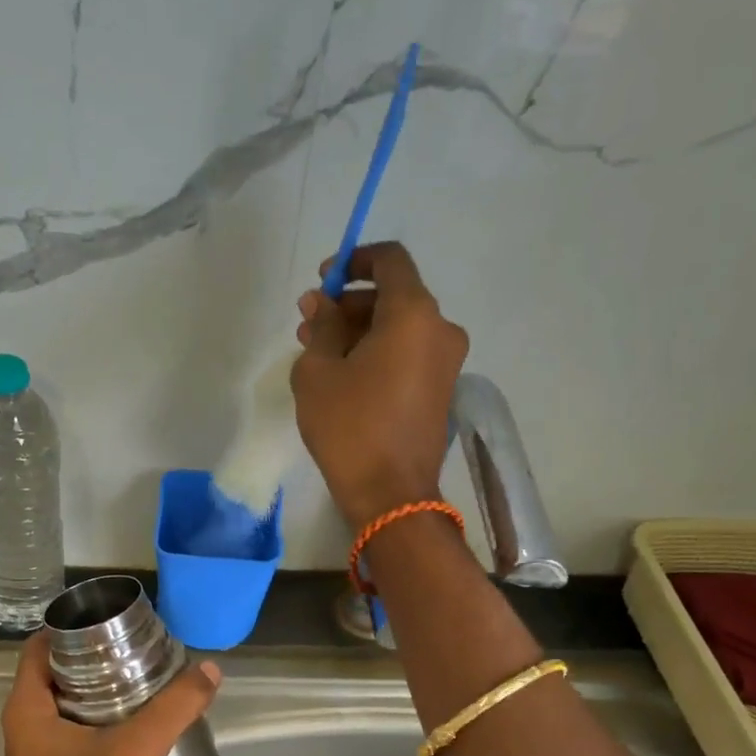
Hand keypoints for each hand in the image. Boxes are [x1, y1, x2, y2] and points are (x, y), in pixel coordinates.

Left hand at [0, 634, 221, 755]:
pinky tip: (140, 726)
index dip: (70, 627)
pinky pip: (79, 737)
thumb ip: (174, 707)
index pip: (39, 647)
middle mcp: (25, 728)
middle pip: (57, 674)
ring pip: (69, 708)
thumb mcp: (136, 749)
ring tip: (146, 679)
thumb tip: (211, 669)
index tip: (111, 619)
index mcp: (26, 709)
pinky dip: (104, 725)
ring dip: (102, 693)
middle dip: (95, 658)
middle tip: (138, 647)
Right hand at [291, 241, 467, 528]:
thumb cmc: (349, 427)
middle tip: (309, 324)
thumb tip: (322, 303)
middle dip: (349, 304)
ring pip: (399, 328)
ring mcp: (446, 363)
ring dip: (359, 331)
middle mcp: (440, 329)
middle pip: (394, 296)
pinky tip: (343, 375)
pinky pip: (408, 354)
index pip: (390, 260)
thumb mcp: (318, 372)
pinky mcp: (441, 391)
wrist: (391, 494)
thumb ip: (321, 327)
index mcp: (414, 314)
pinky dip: (378, 353)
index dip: (353, 261)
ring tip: (317, 353)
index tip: (323, 279)